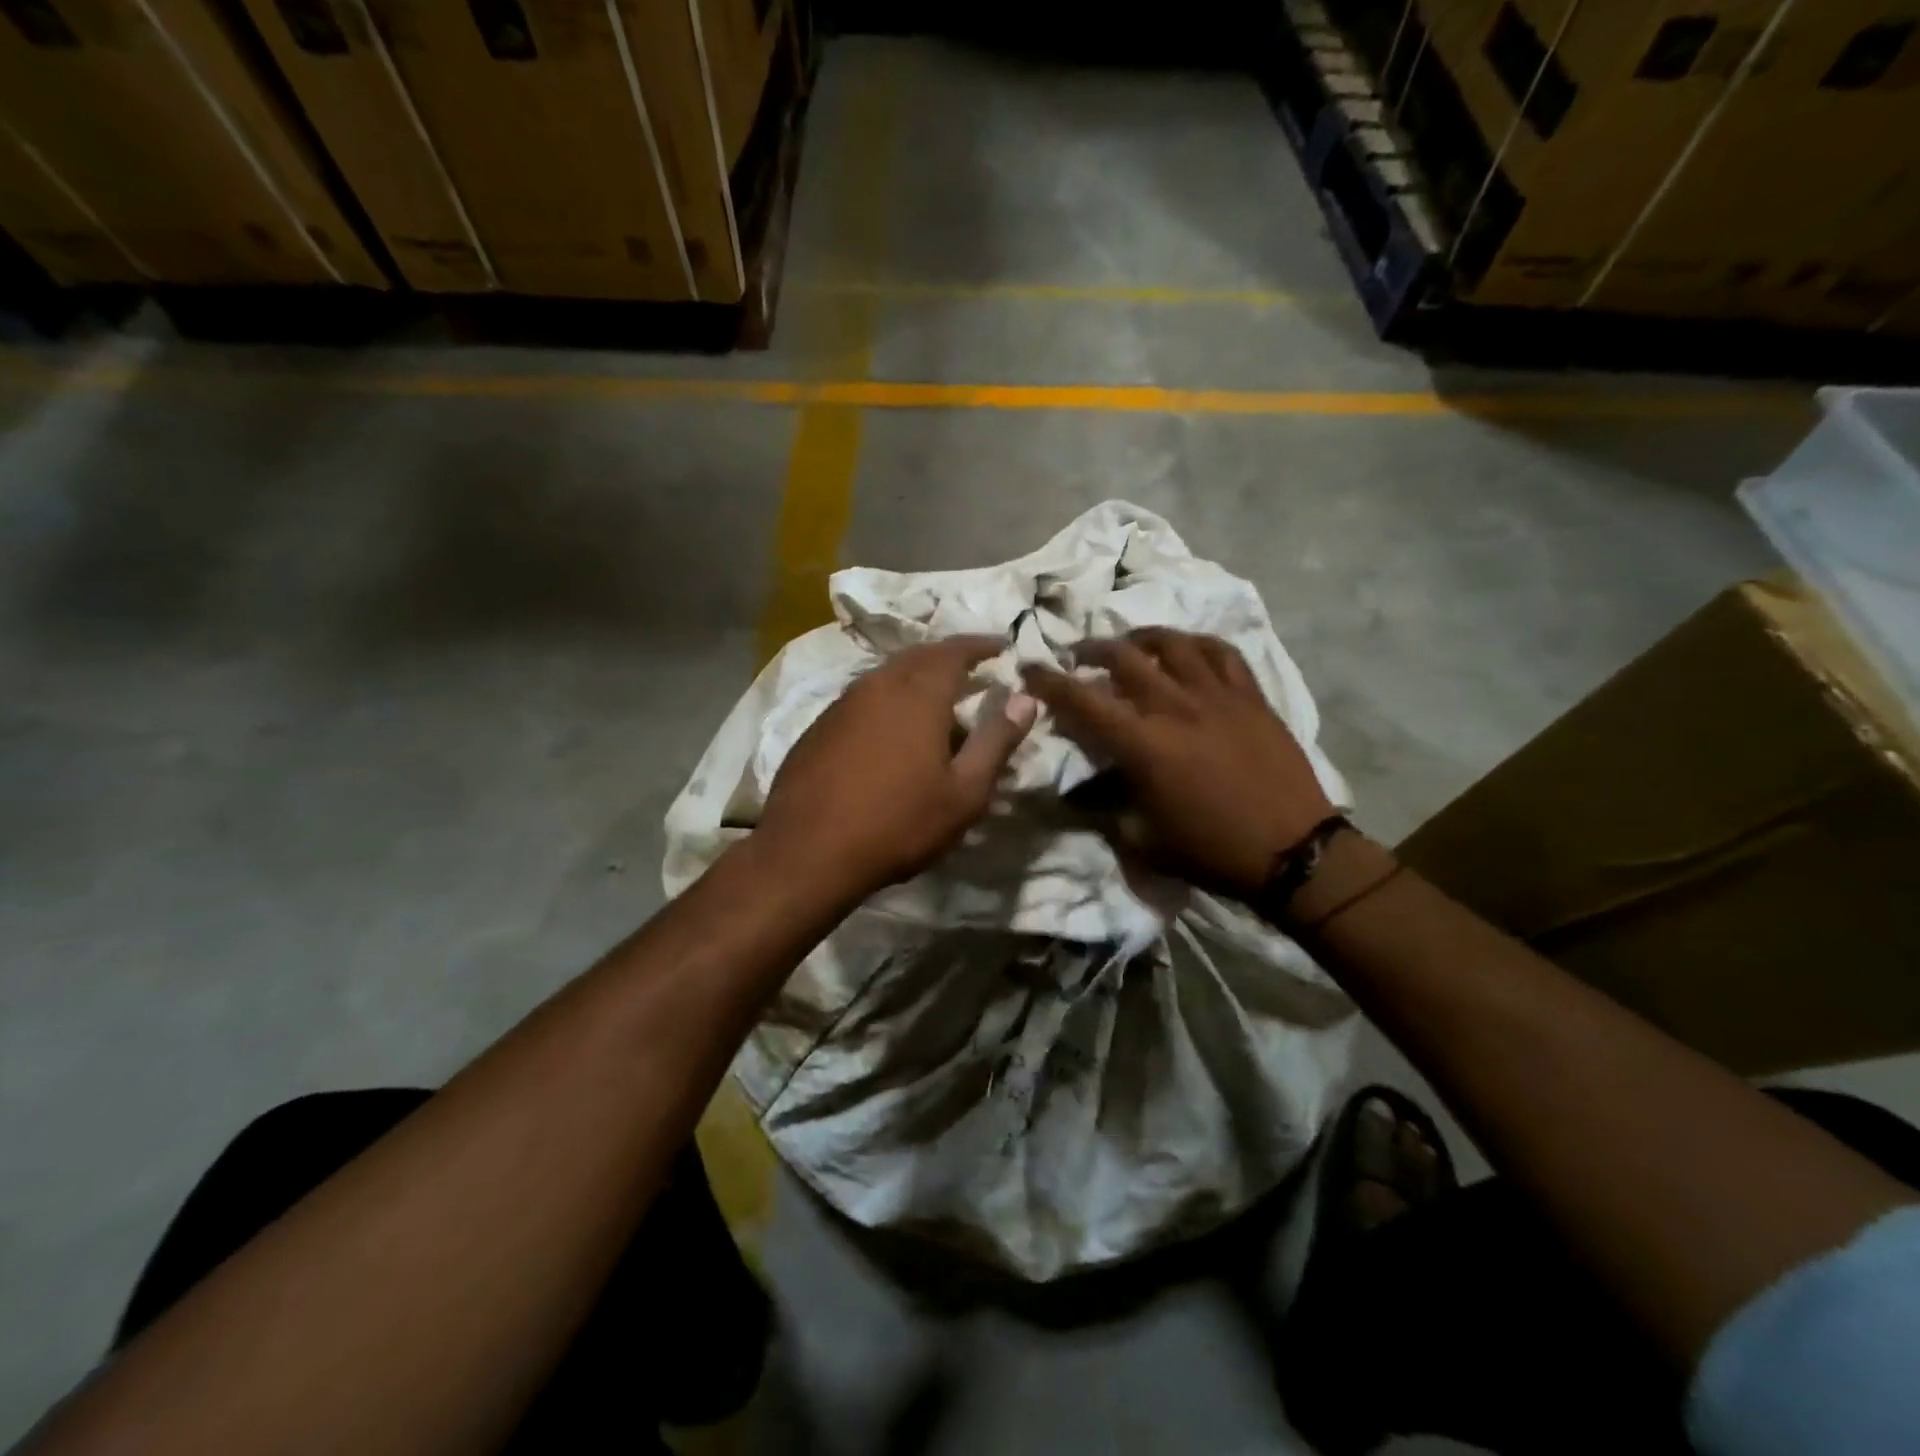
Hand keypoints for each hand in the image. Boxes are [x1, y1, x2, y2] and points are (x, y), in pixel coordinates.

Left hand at [756, 636, 1037, 899]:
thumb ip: (996, 741)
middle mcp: (878, 685)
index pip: (955, 651)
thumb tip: (1026, 699)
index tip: (1002, 645)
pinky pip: (863, 697)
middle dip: (949, 656)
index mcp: (918, 693)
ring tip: (937, 696)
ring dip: (916, 676)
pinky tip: (892, 726)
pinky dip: (888, 698)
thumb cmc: (898, 823)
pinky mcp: (819, 726)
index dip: (981, 645)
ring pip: (887, 674)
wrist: (808, 852)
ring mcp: (843, 703)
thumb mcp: (964, 792)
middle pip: (919, 655)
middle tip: (972, 668)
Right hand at [1021, 628, 1334, 896]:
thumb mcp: (1143, 840)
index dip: (1048, 681)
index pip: (1082, 699)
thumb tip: (1083, 791)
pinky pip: (1222, 652)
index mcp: (1143, 744)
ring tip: (1130, 643)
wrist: (1293, 850)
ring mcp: (1218, 696)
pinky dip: (1197, 644)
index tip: (1030, 667)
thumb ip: (1107, 807)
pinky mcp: (1251, 696)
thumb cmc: (1211, 850)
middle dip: (1091, 649)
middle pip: (1123, 657)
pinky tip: (1187, 649)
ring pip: (1172, 643)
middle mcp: (1175, 706)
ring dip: (1141, 637)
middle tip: (1079, 655)